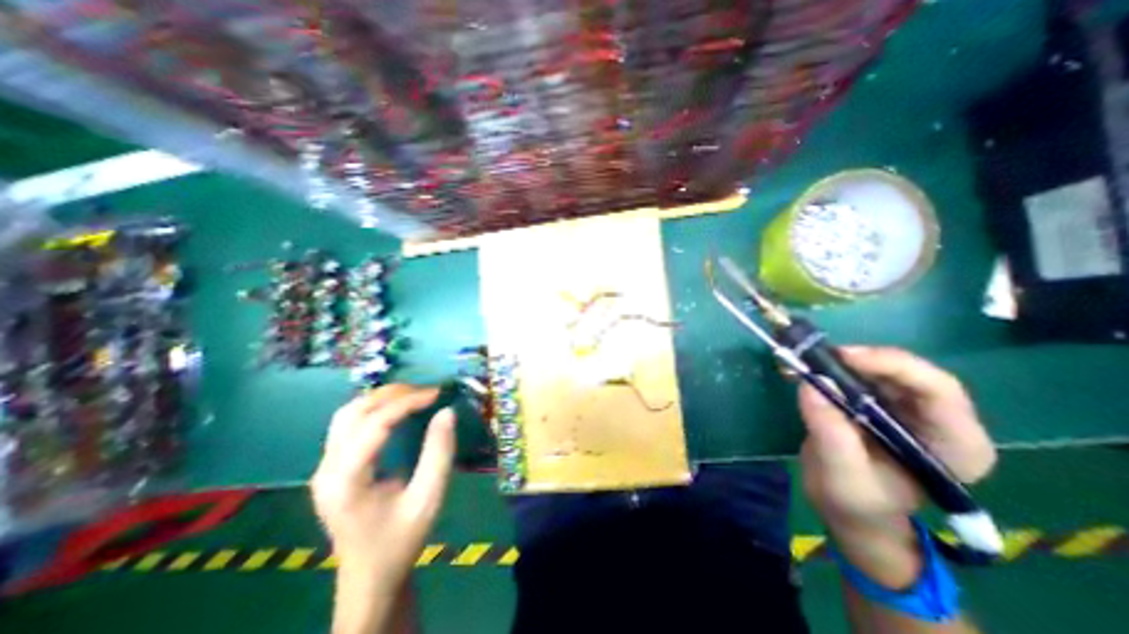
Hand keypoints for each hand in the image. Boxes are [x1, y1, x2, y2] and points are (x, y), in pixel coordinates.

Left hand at [311, 385, 456, 581]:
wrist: (370, 577)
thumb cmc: (401, 539)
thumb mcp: (428, 498)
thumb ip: (439, 453)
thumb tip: (446, 412)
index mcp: (346, 481)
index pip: (374, 424)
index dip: (406, 402)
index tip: (436, 394)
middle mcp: (326, 470)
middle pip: (353, 413)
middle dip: (392, 395)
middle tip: (426, 392)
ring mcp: (324, 469)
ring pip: (346, 415)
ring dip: (380, 399)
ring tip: (413, 395)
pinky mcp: (330, 469)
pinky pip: (347, 425)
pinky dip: (373, 409)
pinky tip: (395, 410)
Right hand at [792, 344, 994, 587]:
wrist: (850, 509)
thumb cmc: (856, 502)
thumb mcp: (842, 475)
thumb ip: (831, 433)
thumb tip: (811, 384)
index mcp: (955, 446)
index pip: (939, 391)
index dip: (893, 365)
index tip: (844, 358)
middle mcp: (940, 420)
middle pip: (910, 372)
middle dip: (862, 360)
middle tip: (818, 357)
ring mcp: (909, 409)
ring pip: (882, 368)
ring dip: (842, 361)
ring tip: (806, 362)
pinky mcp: (880, 402)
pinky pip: (860, 373)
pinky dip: (833, 367)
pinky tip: (808, 368)